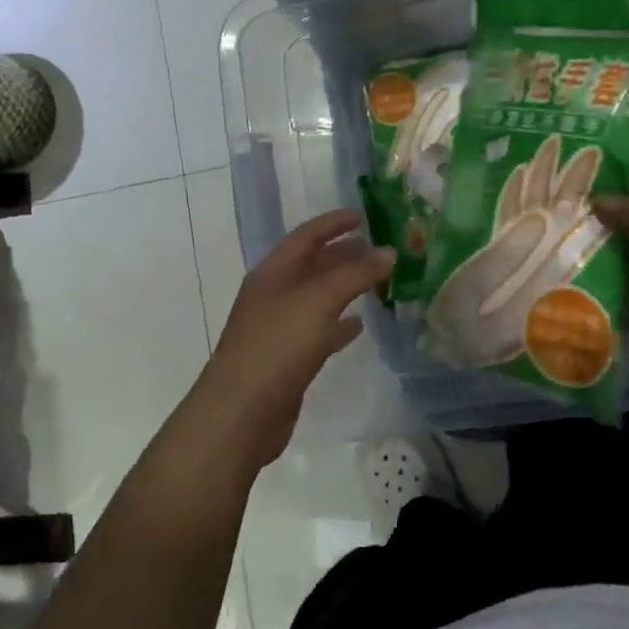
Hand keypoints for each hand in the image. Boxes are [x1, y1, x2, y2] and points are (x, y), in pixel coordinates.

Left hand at [184, 209, 393, 472]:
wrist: (240, 413)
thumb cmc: (277, 345)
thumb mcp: (319, 301)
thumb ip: (355, 274)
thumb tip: (388, 251)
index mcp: (273, 272)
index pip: (306, 235)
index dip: (334, 223)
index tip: (363, 216)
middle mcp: (274, 294)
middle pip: (312, 265)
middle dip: (343, 254)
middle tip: (379, 249)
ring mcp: (278, 328)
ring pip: (317, 298)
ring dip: (344, 288)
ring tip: (377, 282)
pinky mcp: (287, 360)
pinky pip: (318, 331)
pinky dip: (339, 324)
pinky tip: (359, 326)